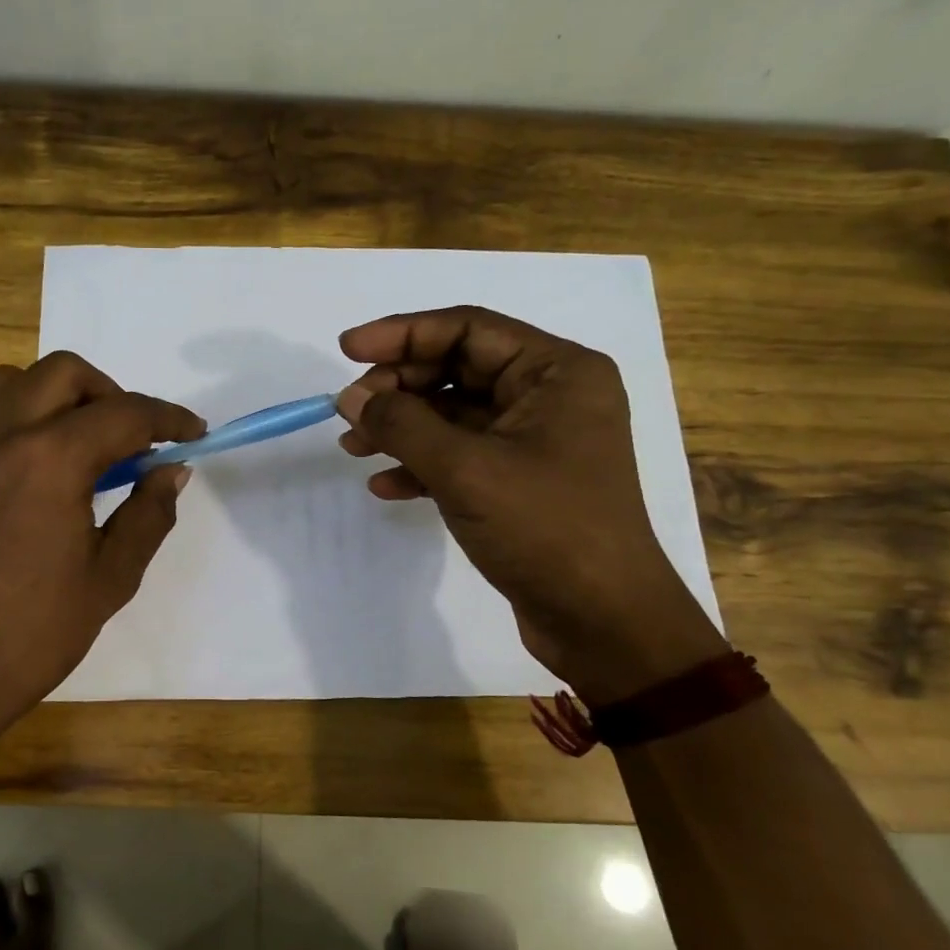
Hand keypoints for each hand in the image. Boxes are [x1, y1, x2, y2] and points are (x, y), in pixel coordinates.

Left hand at [0, 352, 202, 752]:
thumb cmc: (34, 635)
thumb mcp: (111, 578)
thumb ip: (149, 513)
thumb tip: (172, 470)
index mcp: (50, 460)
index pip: (124, 414)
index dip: (168, 420)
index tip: (193, 436)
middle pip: (65, 374)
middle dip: (112, 396)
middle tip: (131, 442)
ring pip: (13, 383)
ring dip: (58, 398)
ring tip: (78, 448)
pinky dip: (16, 420)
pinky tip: (29, 472)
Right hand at [336, 306, 724, 701]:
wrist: (602, 621)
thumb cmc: (546, 528)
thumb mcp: (465, 469)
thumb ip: (402, 424)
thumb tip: (350, 397)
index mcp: (556, 372)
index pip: (468, 328)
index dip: (402, 333)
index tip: (347, 349)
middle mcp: (548, 396)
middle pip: (457, 368)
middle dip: (398, 388)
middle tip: (348, 410)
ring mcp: (533, 441)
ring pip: (452, 414)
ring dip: (401, 428)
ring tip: (352, 447)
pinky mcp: (518, 481)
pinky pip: (460, 455)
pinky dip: (421, 465)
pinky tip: (385, 486)